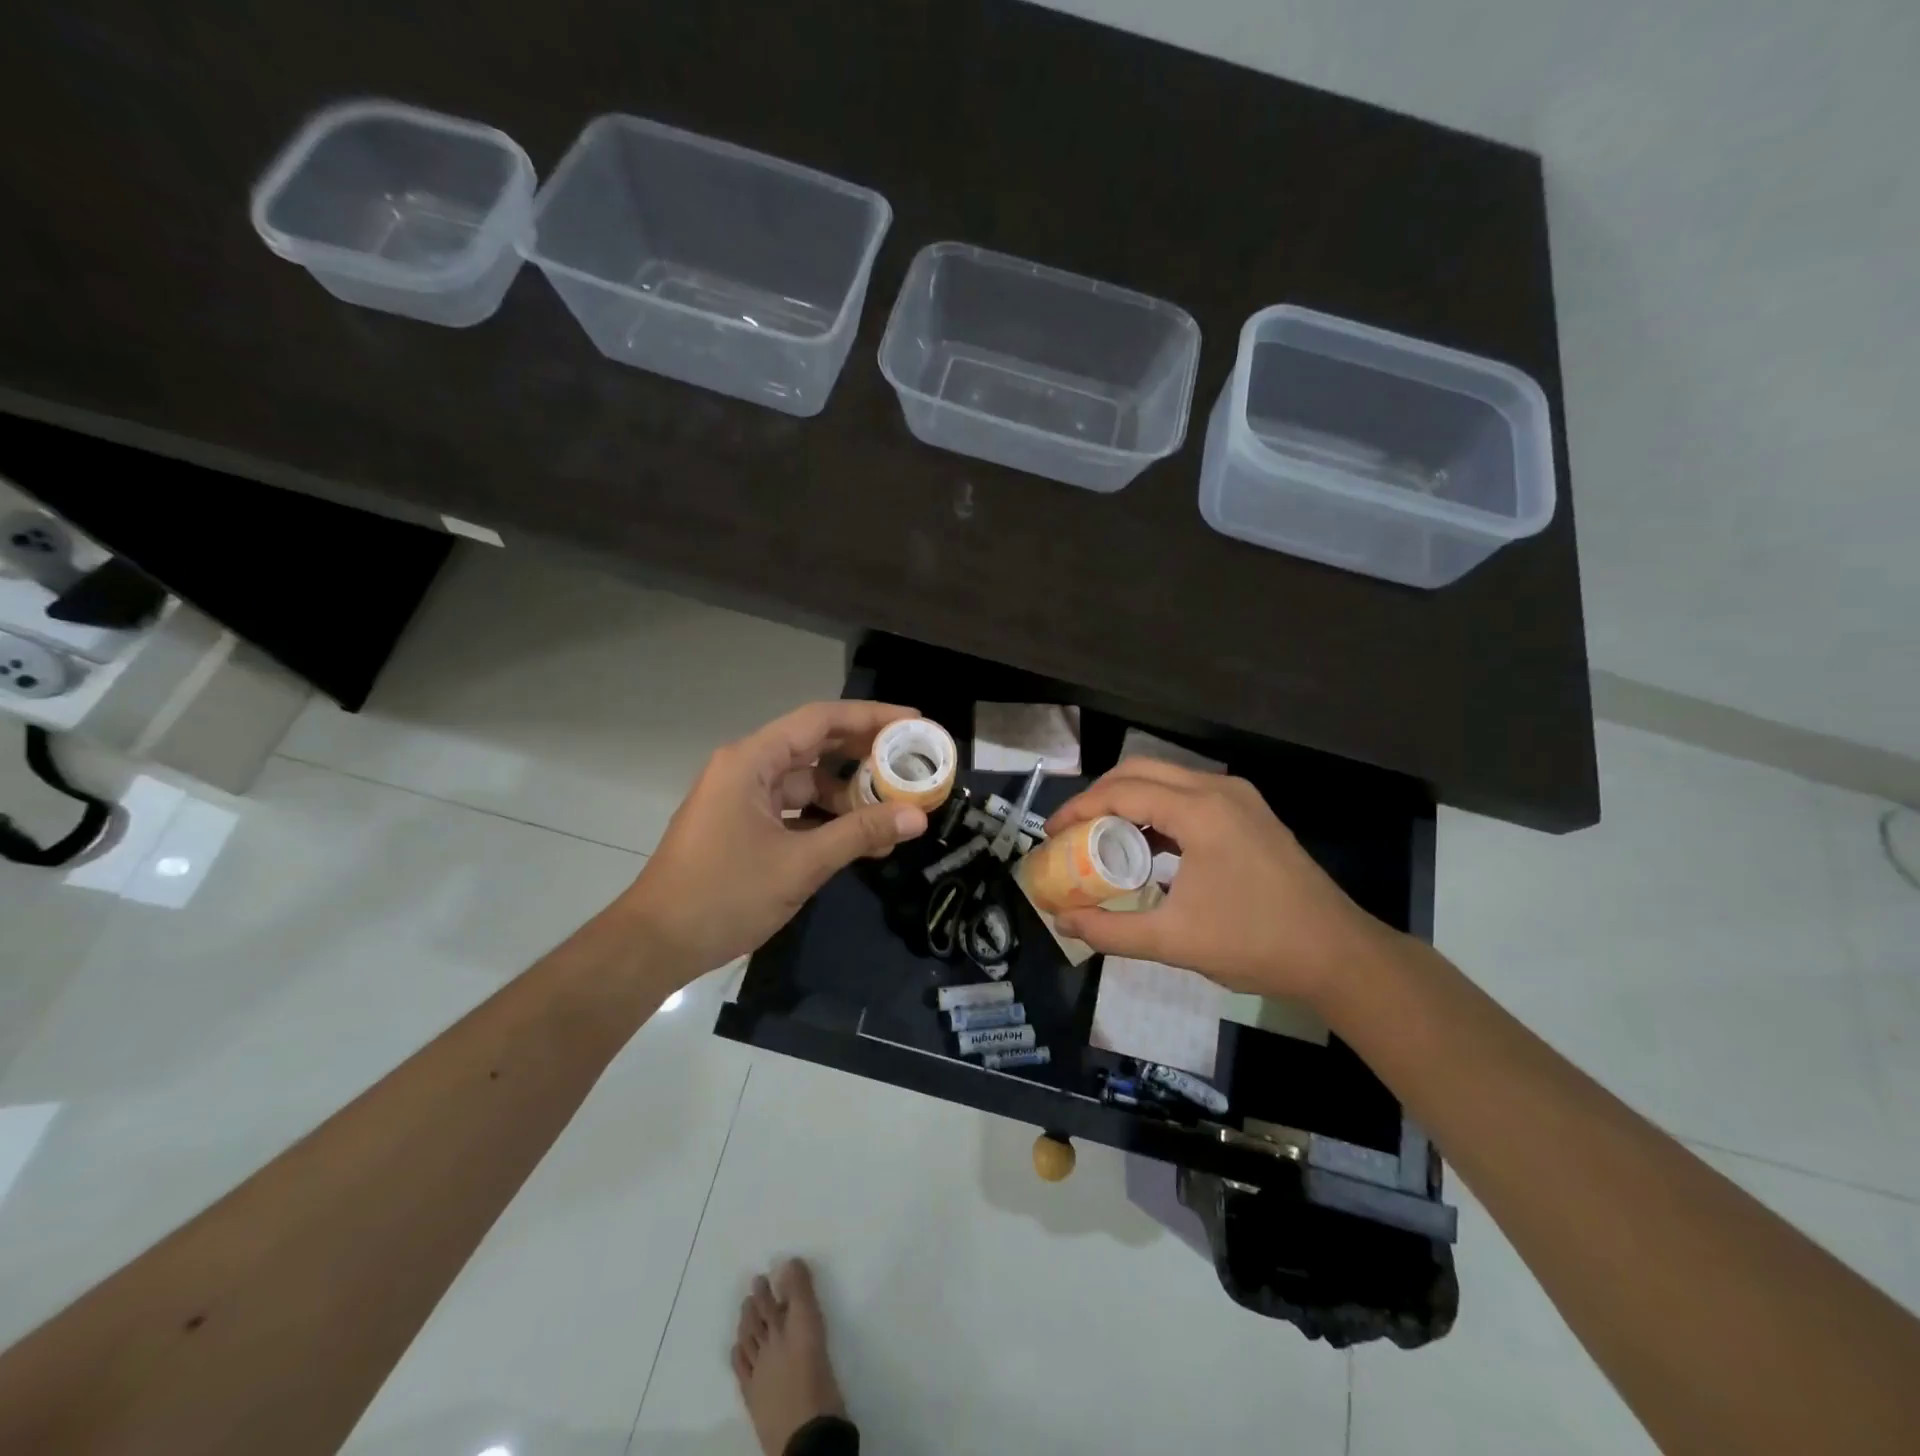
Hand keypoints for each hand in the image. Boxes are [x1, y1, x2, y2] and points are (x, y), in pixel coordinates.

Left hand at [620, 701, 930, 979]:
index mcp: (751, 761)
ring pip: (807, 783)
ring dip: (848, 796)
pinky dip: (826, 820)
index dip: (870, 717)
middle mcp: (747, 768)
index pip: (820, 720)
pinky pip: (794, 810)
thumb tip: (917, 816)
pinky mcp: (743, 825)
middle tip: (913, 761)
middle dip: (864, 754)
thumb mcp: (800, 864)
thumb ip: (860, 834)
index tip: (913, 722)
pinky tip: (861, 839)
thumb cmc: (724, 895)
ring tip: (895, 812)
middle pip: (815, 746)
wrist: (655, 944)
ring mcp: (743, 798)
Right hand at [1044, 760, 1396, 1005]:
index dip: (1079, 809)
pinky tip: (1145, 847)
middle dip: (1098, 796)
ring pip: (1166, 779)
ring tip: (1100, 837)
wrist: (1337, 955)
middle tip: (1071, 831)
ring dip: (1128, 800)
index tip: (1050, 834)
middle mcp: (1218, 790)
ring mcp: (1238, 798)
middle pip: (1140, 771)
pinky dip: (1156, 811)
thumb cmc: (1255, 943)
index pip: (1122, 792)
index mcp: (1200, 811)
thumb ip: (1110, 930)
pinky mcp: (1250, 814)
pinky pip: (1188, 796)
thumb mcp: (1174, 941)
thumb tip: (1061, 920)